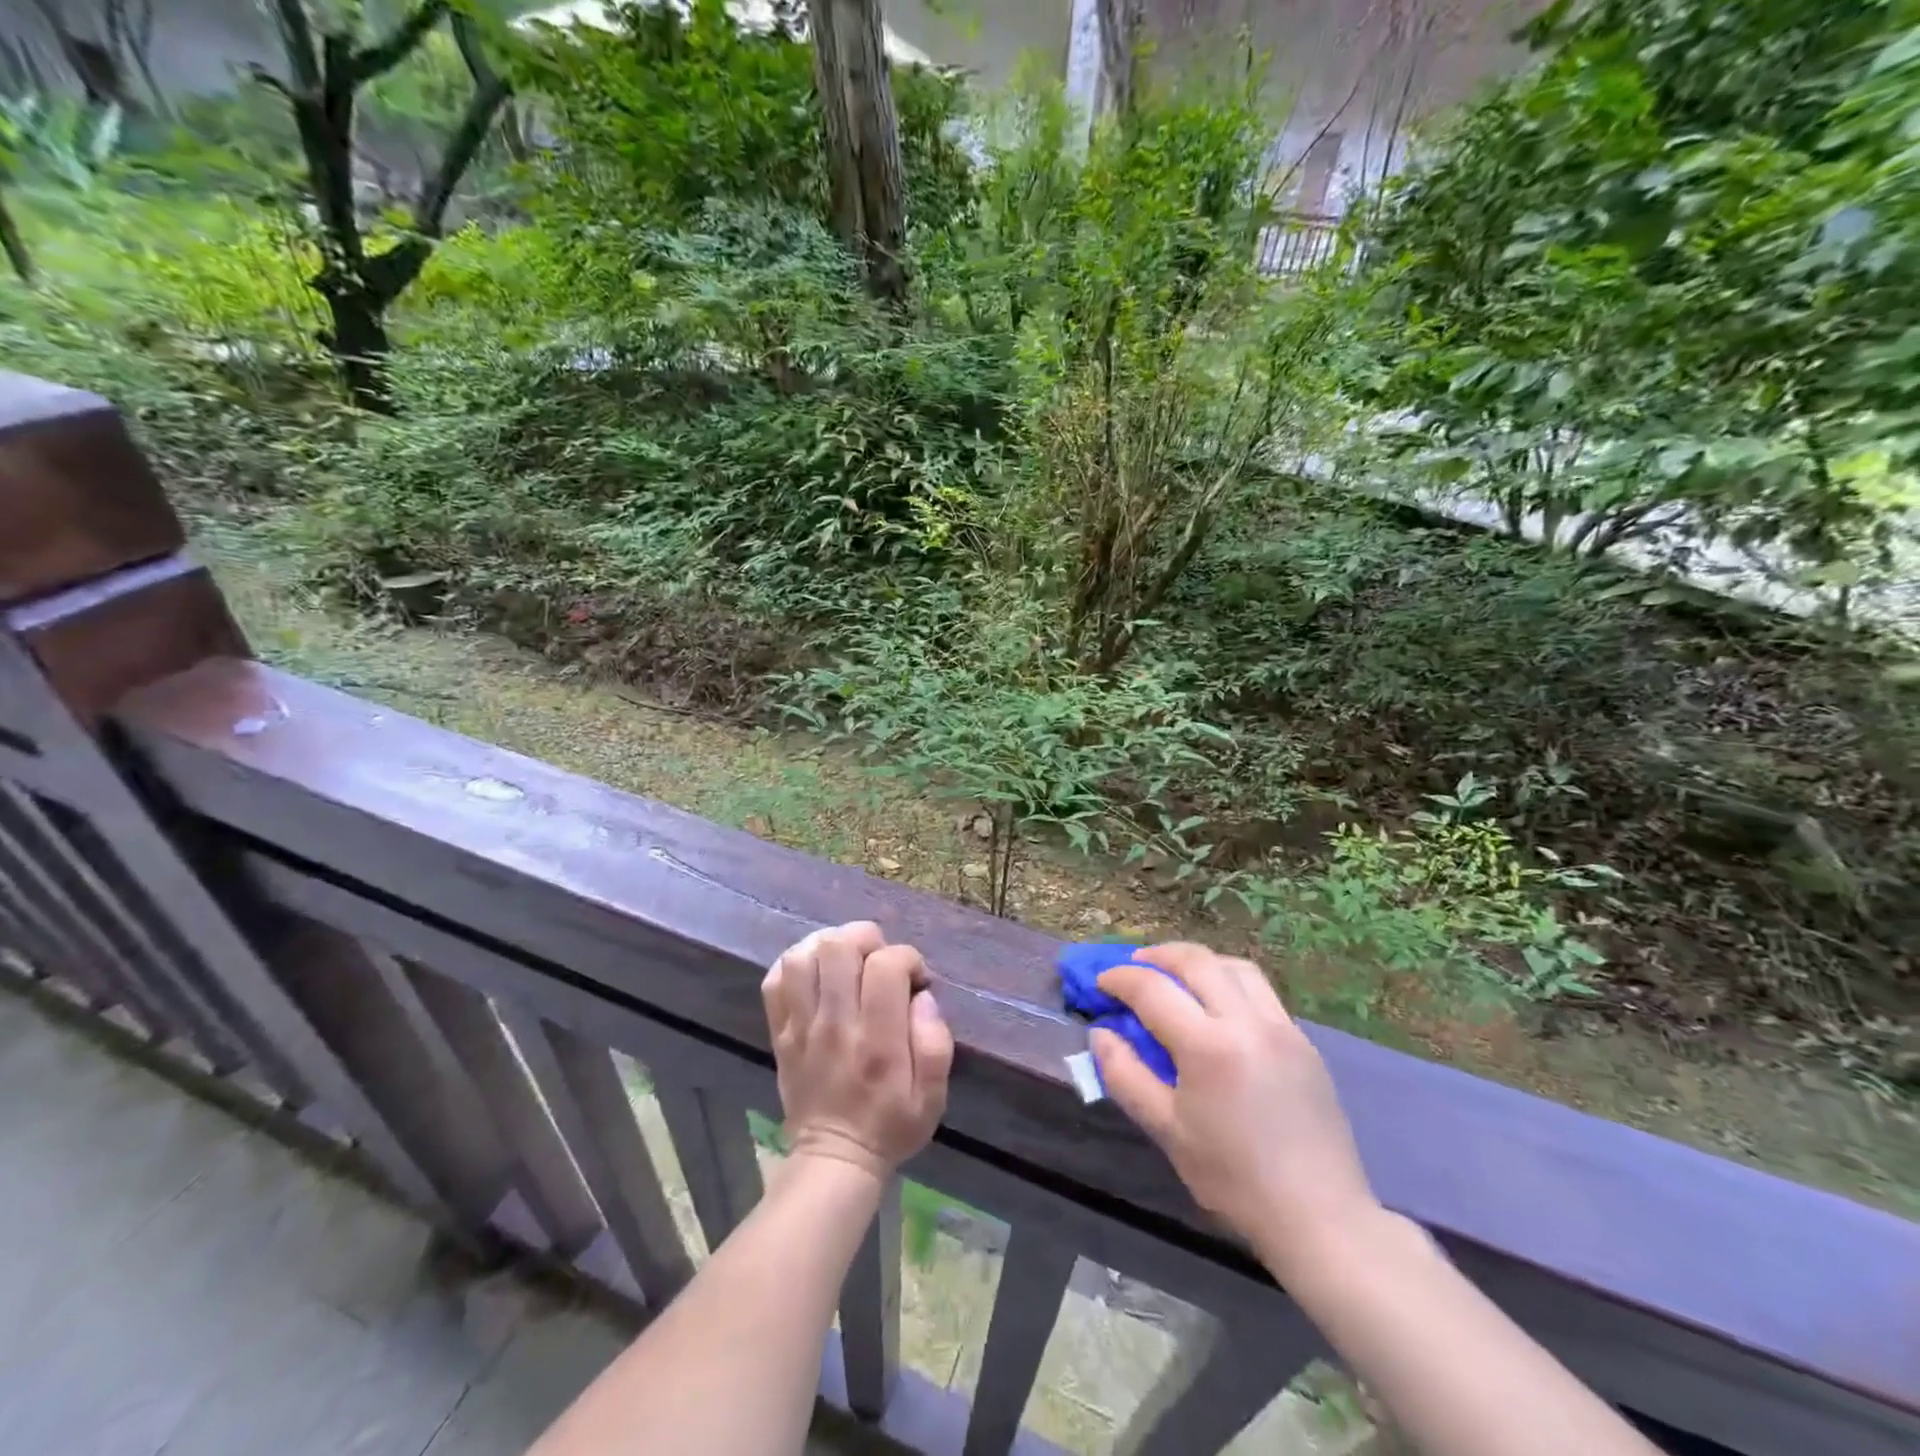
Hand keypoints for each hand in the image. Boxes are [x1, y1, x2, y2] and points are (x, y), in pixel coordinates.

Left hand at [762, 923, 953, 1180]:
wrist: (834, 1159)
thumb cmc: (891, 1124)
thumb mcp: (933, 1096)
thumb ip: (936, 1042)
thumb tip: (923, 997)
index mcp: (878, 1040)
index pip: (886, 965)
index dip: (907, 958)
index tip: (915, 979)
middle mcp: (835, 1025)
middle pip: (838, 948)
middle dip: (867, 939)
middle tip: (879, 960)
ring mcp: (801, 1027)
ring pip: (802, 957)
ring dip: (829, 946)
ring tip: (848, 960)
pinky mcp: (781, 1032)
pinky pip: (775, 980)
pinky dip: (796, 964)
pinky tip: (817, 972)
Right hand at [1090, 943, 1378, 1271]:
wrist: (1320, 1217)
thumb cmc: (1234, 1179)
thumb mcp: (1167, 1131)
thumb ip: (1125, 1075)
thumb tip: (1101, 1033)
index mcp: (1209, 1046)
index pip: (1153, 989)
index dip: (1120, 979)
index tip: (1100, 983)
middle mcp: (1247, 1022)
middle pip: (1196, 961)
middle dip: (1157, 956)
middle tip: (1133, 967)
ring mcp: (1281, 1027)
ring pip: (1233, 966)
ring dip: (1197, 962)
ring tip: (1175, 976)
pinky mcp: (1303, 1040)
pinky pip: (1260, 991)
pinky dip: (1228, 981)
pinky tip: (1217, 1007)